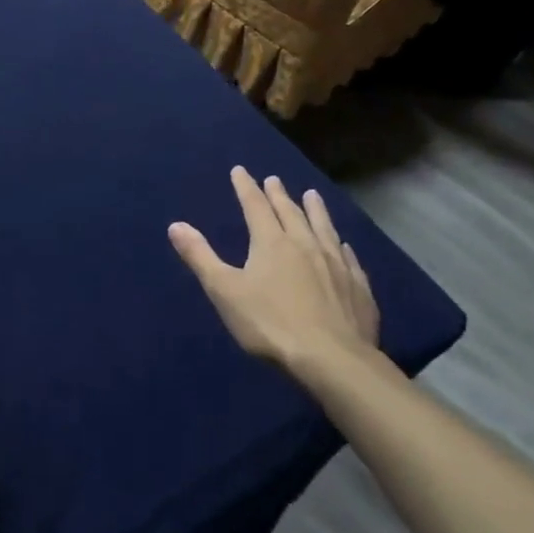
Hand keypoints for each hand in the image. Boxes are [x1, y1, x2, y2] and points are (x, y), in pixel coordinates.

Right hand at [169, 167, 379, 389]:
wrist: (334, 361)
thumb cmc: (271, 324)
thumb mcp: (224, 291)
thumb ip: (200, 257)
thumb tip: (175, 225)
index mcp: (271, 242)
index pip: (255, 205)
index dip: (246, 187)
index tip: (240, 171)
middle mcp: (305, 244)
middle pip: (290, 212)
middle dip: (279, 194)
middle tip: (274, 180)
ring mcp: (336, 265)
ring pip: (324, 228)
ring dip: (316, 210)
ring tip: (312, 196)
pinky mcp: (358, 289)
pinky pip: (349, 259)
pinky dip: (342, 247)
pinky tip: (344, 246)